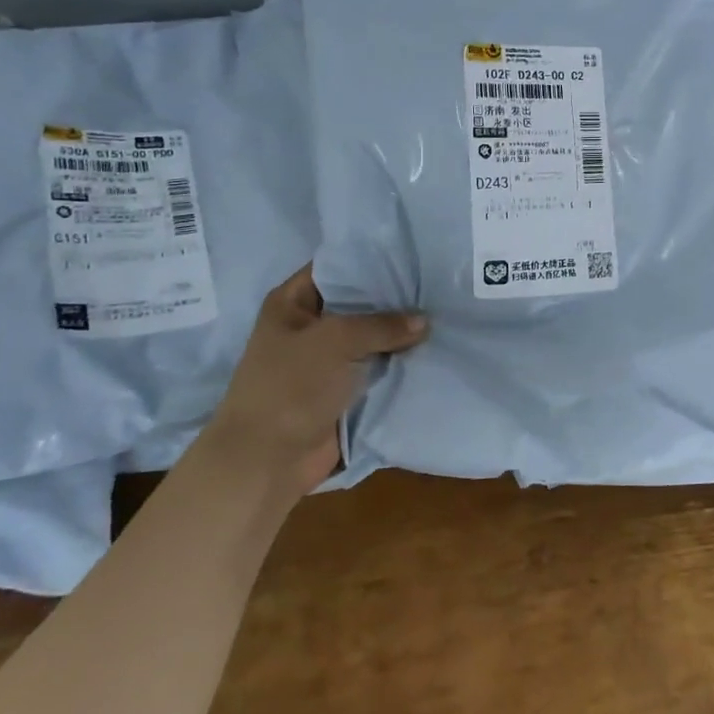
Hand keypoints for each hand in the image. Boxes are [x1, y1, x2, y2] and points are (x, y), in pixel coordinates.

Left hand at [214, 265, 427, 492]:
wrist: (267, 460)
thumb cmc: (290, 387)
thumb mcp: (335, 341)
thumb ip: (382, 325)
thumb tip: (424, 321)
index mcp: (293, 302)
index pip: (337, 266)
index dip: (372, 258)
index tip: (415, 252)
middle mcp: (311, 325)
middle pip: (360, 301)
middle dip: (396, 297)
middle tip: (439, 282)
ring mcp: (328, 359)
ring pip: (373, 337)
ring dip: (402, 333)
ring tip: (447, 311)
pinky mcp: (344, 389)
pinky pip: (378, 367)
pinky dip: (401, 363)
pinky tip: (436, 348)